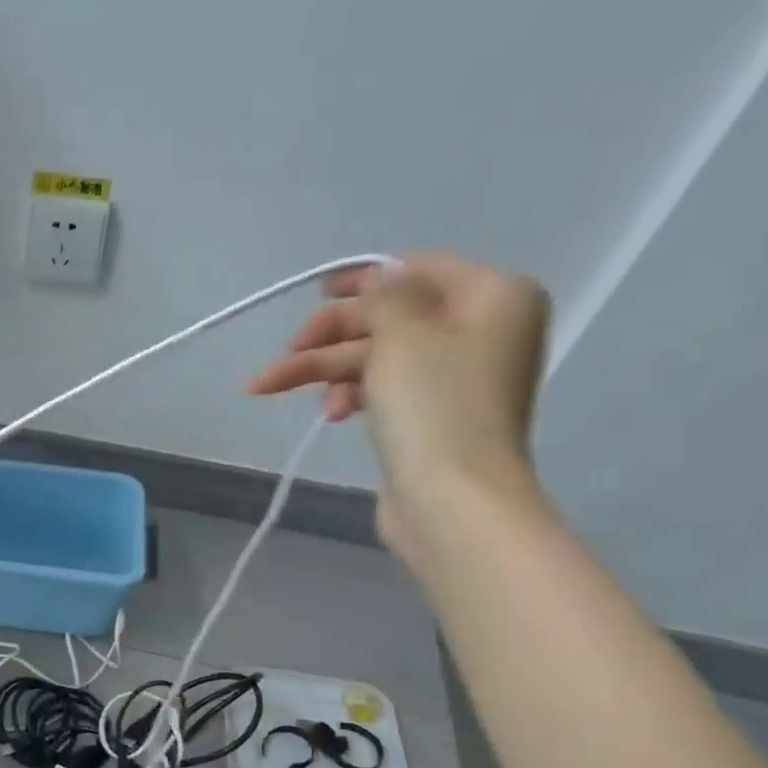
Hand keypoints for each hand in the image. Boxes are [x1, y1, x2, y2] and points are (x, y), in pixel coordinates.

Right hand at [250, 251, 548, 563]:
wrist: (452, 498)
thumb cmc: (434, 405)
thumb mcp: (402, 333)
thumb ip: (384, 299)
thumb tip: (379, 281)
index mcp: (494, 297)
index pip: (420, 270)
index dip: (365, 279)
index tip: (317, 292)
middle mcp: (482, 332)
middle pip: (391, 319)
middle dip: (330, 337)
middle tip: (286, 353)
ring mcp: (456, 380)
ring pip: (379, 359)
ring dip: (327, 371)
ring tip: (273, 388)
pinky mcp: (433, 418)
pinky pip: (386, 391)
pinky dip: (352, 394)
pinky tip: (330, 413)